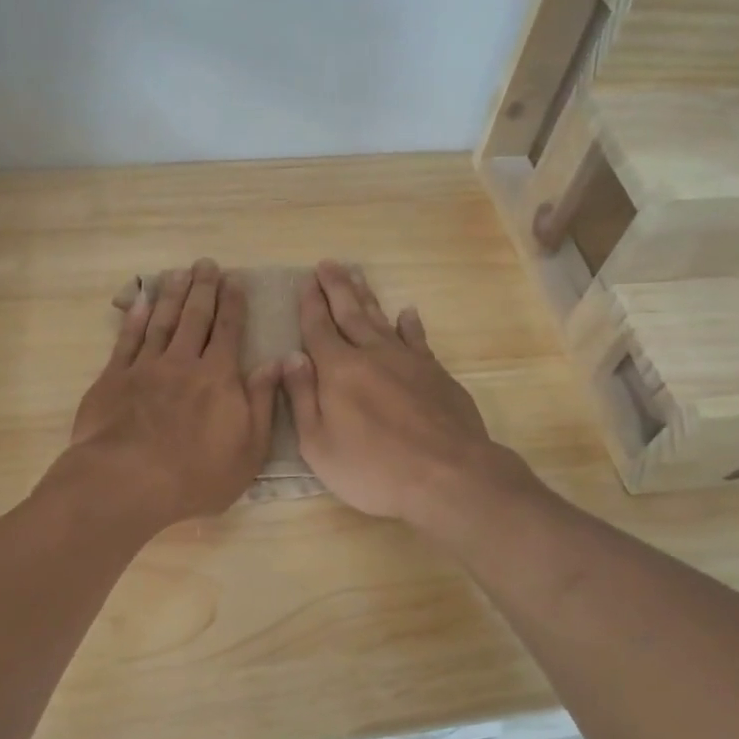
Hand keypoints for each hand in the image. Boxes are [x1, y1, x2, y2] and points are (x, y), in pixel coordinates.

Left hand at [67, 259, 280, 529]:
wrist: (127, 482)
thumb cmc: (197, 475)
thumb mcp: (250, 448)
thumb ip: (263, 402)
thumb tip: (276, 363)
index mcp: (218, 377)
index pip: (228, 330)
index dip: (232, 303)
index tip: (234, 279)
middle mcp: (182, 362)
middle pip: (194, 317)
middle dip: (203, 288)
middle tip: (206, 264)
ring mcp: (145, 368)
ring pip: (161, 321)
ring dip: (171, 295)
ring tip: (178, 273)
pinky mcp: (113, 379)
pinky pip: (127, 340)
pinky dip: (135, 319)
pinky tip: (140, 303)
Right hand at [283, 261, 530, 526]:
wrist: (447, 475)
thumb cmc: (373, 468)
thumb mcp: (318, 444)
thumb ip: (302, 398)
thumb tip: (290, 357)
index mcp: (338, 371)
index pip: (318, 328)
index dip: (310, 304)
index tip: (306, 281)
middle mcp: (372, 355)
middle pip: (350, 313)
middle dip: (336, 288)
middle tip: (327, 264)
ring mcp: (408, 361)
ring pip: (382, 319)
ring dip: (366, 297)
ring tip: (356, 275)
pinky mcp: (436, 373)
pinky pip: (417, 339)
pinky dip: (410, 324)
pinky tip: (407, 312)